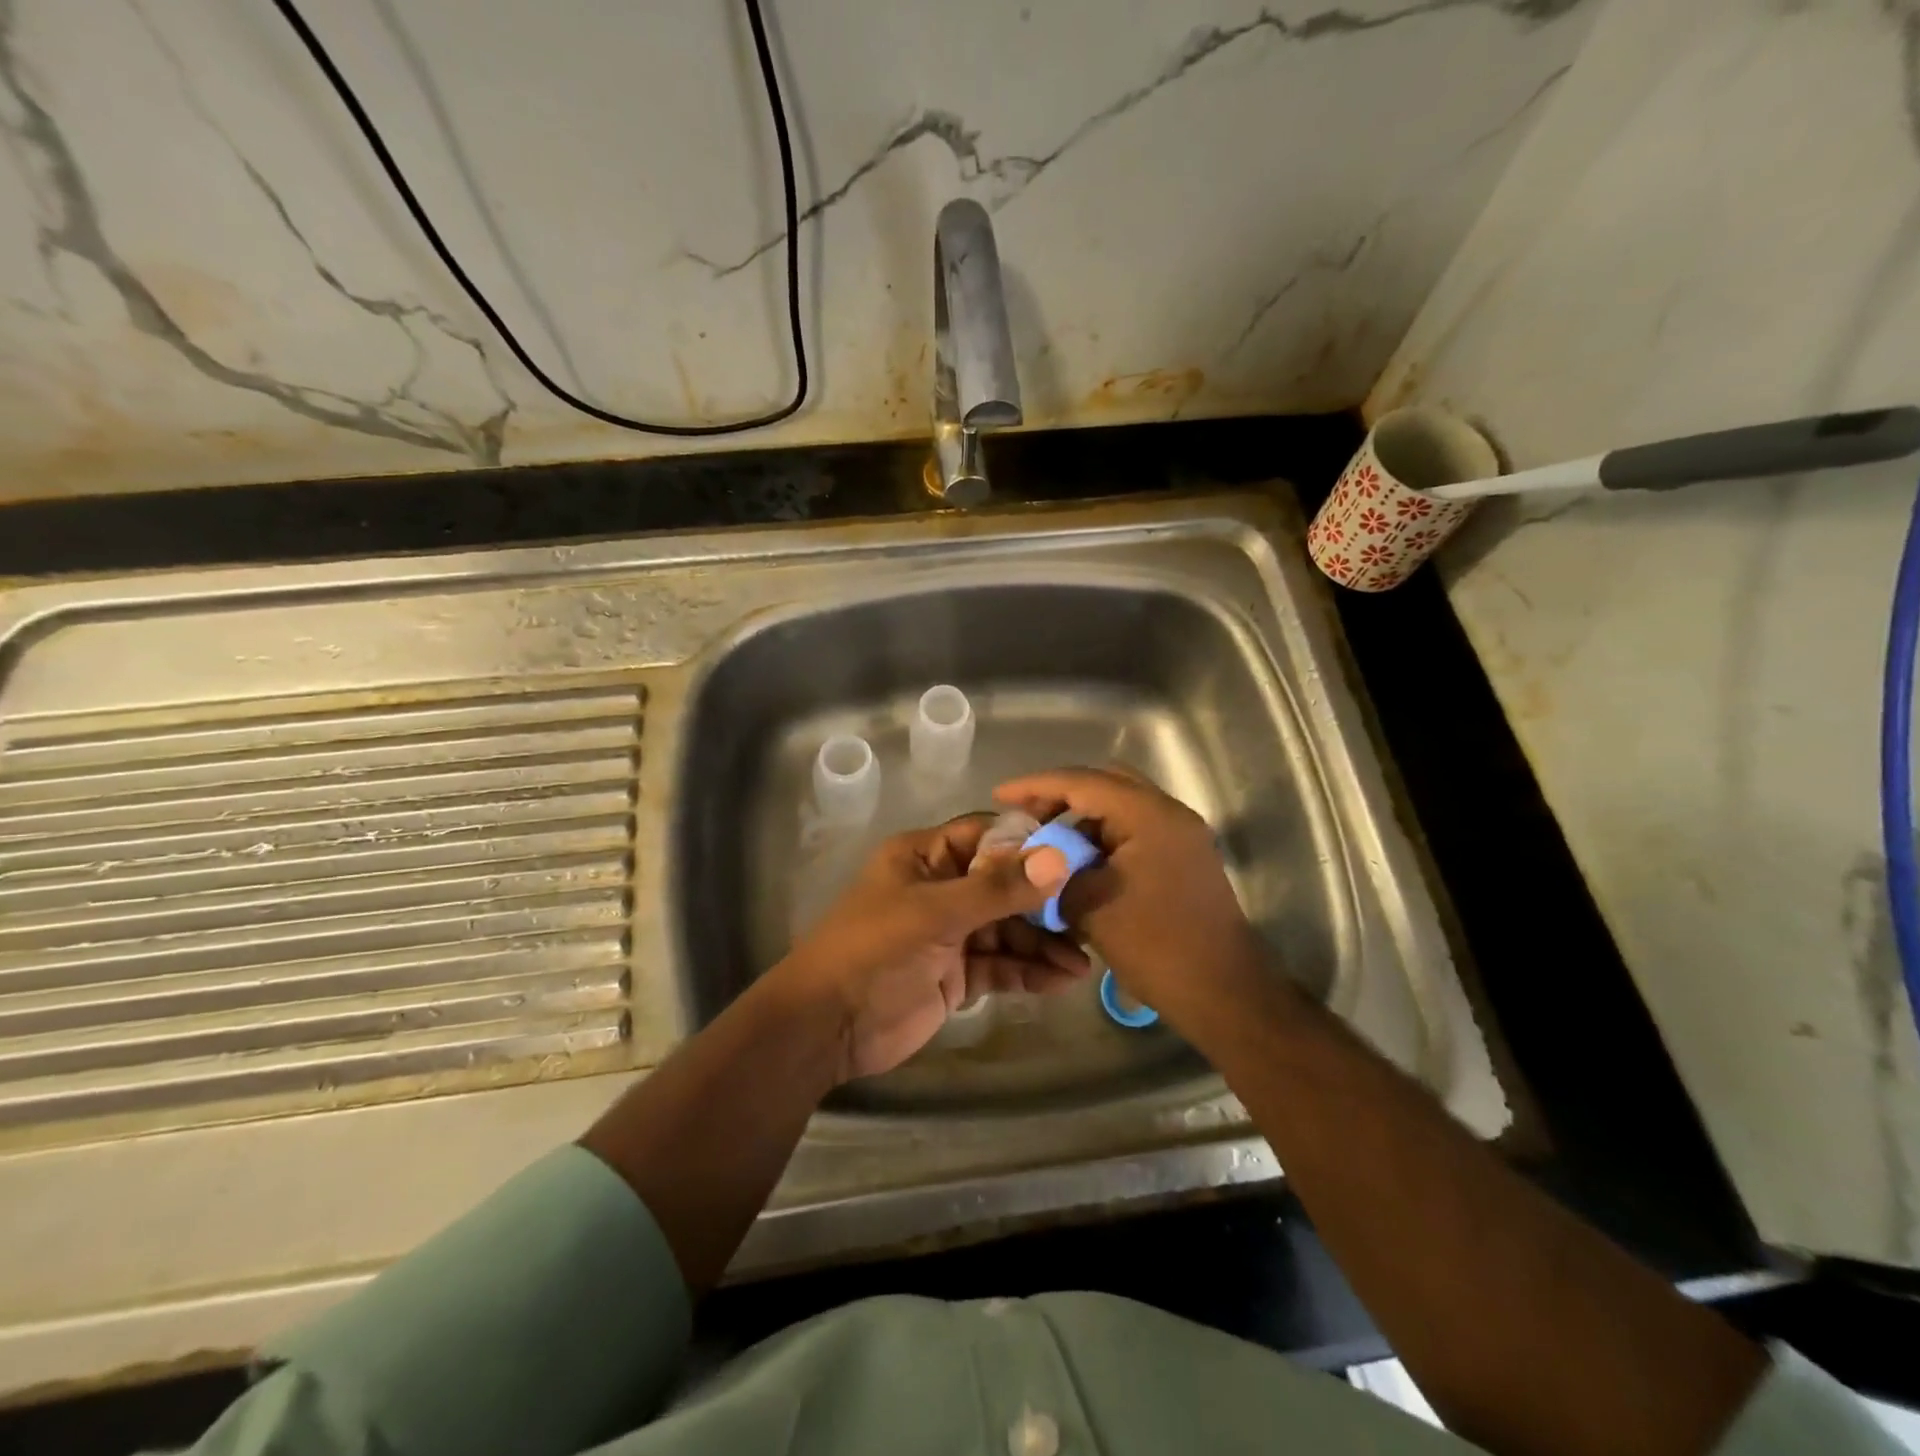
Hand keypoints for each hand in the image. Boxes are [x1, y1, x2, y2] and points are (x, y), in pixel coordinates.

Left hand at [770, 816, 1086, 1081]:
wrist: (827, 1027)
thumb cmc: (873, 951)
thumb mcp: (934, 914)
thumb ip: (997, 888)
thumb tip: (1058, 858)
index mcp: (925, 856)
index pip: (987, 835)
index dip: (1031, 842)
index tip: (1080, 852)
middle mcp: (941, 888)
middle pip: (1004, 884)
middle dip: (1045, 900)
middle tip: (1091, 913)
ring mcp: (950, 933)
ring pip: (1007, 928)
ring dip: (1043, 943)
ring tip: (1084, 960)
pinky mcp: (956, 974)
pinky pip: (1000, 964)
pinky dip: (1028, 971)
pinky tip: (1061, 980)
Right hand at [994, 767, 1267, 1019]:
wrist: (1224, 993)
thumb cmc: (1157, 946)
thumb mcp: (1092, 906)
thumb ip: (1056, 871)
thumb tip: (1033, 858)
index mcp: (1149, 815)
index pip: (1082, 782)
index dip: (1036, 786)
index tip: (999, 795)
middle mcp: (1169, 814)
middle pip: (1105, 784)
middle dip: (1061, 796)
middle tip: (1026, 816)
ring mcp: (1180, 835)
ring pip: (1120, 808)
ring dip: (1082, 820)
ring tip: (1046, 845)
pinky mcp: (1182, 858)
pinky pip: (1134, 832)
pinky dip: (1102, 840)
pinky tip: (1078, 864)